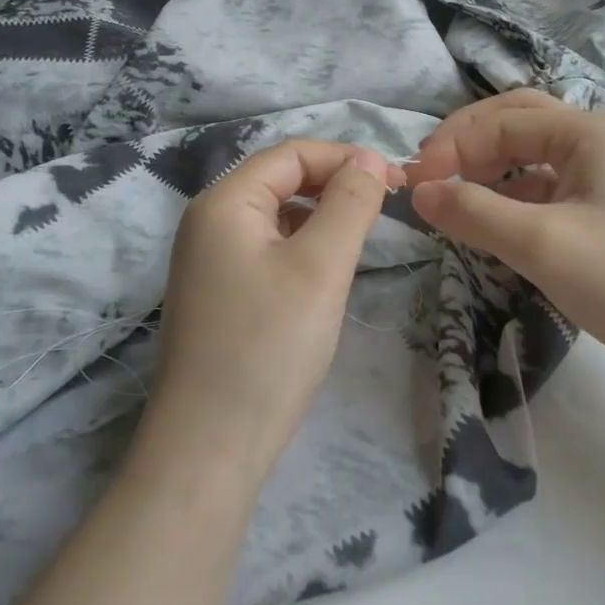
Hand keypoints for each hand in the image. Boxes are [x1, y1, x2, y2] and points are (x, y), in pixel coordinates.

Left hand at [151, 139, 401, 468]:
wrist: (208, 450)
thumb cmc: (268, 348)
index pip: (292, 154)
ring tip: (363, 237)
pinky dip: (302, 246)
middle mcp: (208, 221)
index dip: (346, 157)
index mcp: (224, 202)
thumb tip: (370, 159)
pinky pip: (266, 249)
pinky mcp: (216, 294)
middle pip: (281, 180)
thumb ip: (350, 203)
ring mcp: (207, 260)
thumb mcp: (320, 267)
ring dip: (321, 216)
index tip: (397, 181)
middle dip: (335, 184)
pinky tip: (325, 272)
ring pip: (276, 216)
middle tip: (387, 207)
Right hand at [407, 91, 604, 393]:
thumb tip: (418, 190)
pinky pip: (553, 187)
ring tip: (456, 199)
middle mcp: (604, 139)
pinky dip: (517, 197)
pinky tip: (499, 224)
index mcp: (591, 130)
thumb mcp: (544, 246)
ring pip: (535, 156)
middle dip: (469, 144)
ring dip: (491, 170)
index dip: (452, 147)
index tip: (414, 185)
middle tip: (430, 176)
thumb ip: (474, 212)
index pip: (501, 121)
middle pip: (519, 123)